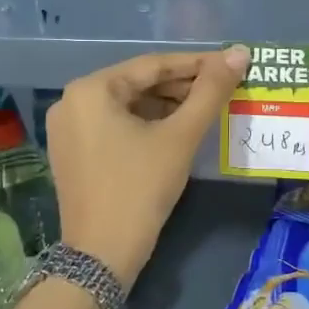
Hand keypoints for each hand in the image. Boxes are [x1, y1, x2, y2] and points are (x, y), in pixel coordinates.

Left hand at [47, 45, 250, 286]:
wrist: (102, 256)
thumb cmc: (141, 188)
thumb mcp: (181, 136)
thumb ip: (211, 91)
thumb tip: (239, 52)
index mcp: (91, 89)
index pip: (153, 65)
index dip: (197, 63)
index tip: (231, 63)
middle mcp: (72, 101)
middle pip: (139, 83)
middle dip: (183, 85)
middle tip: (224, 88)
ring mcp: (69, 129)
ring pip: (129, 105)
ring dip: (168, 104)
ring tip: (207, 107)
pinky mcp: (73, 152)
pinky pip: (116, 124)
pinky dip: (147, 123)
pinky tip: (178, 128)